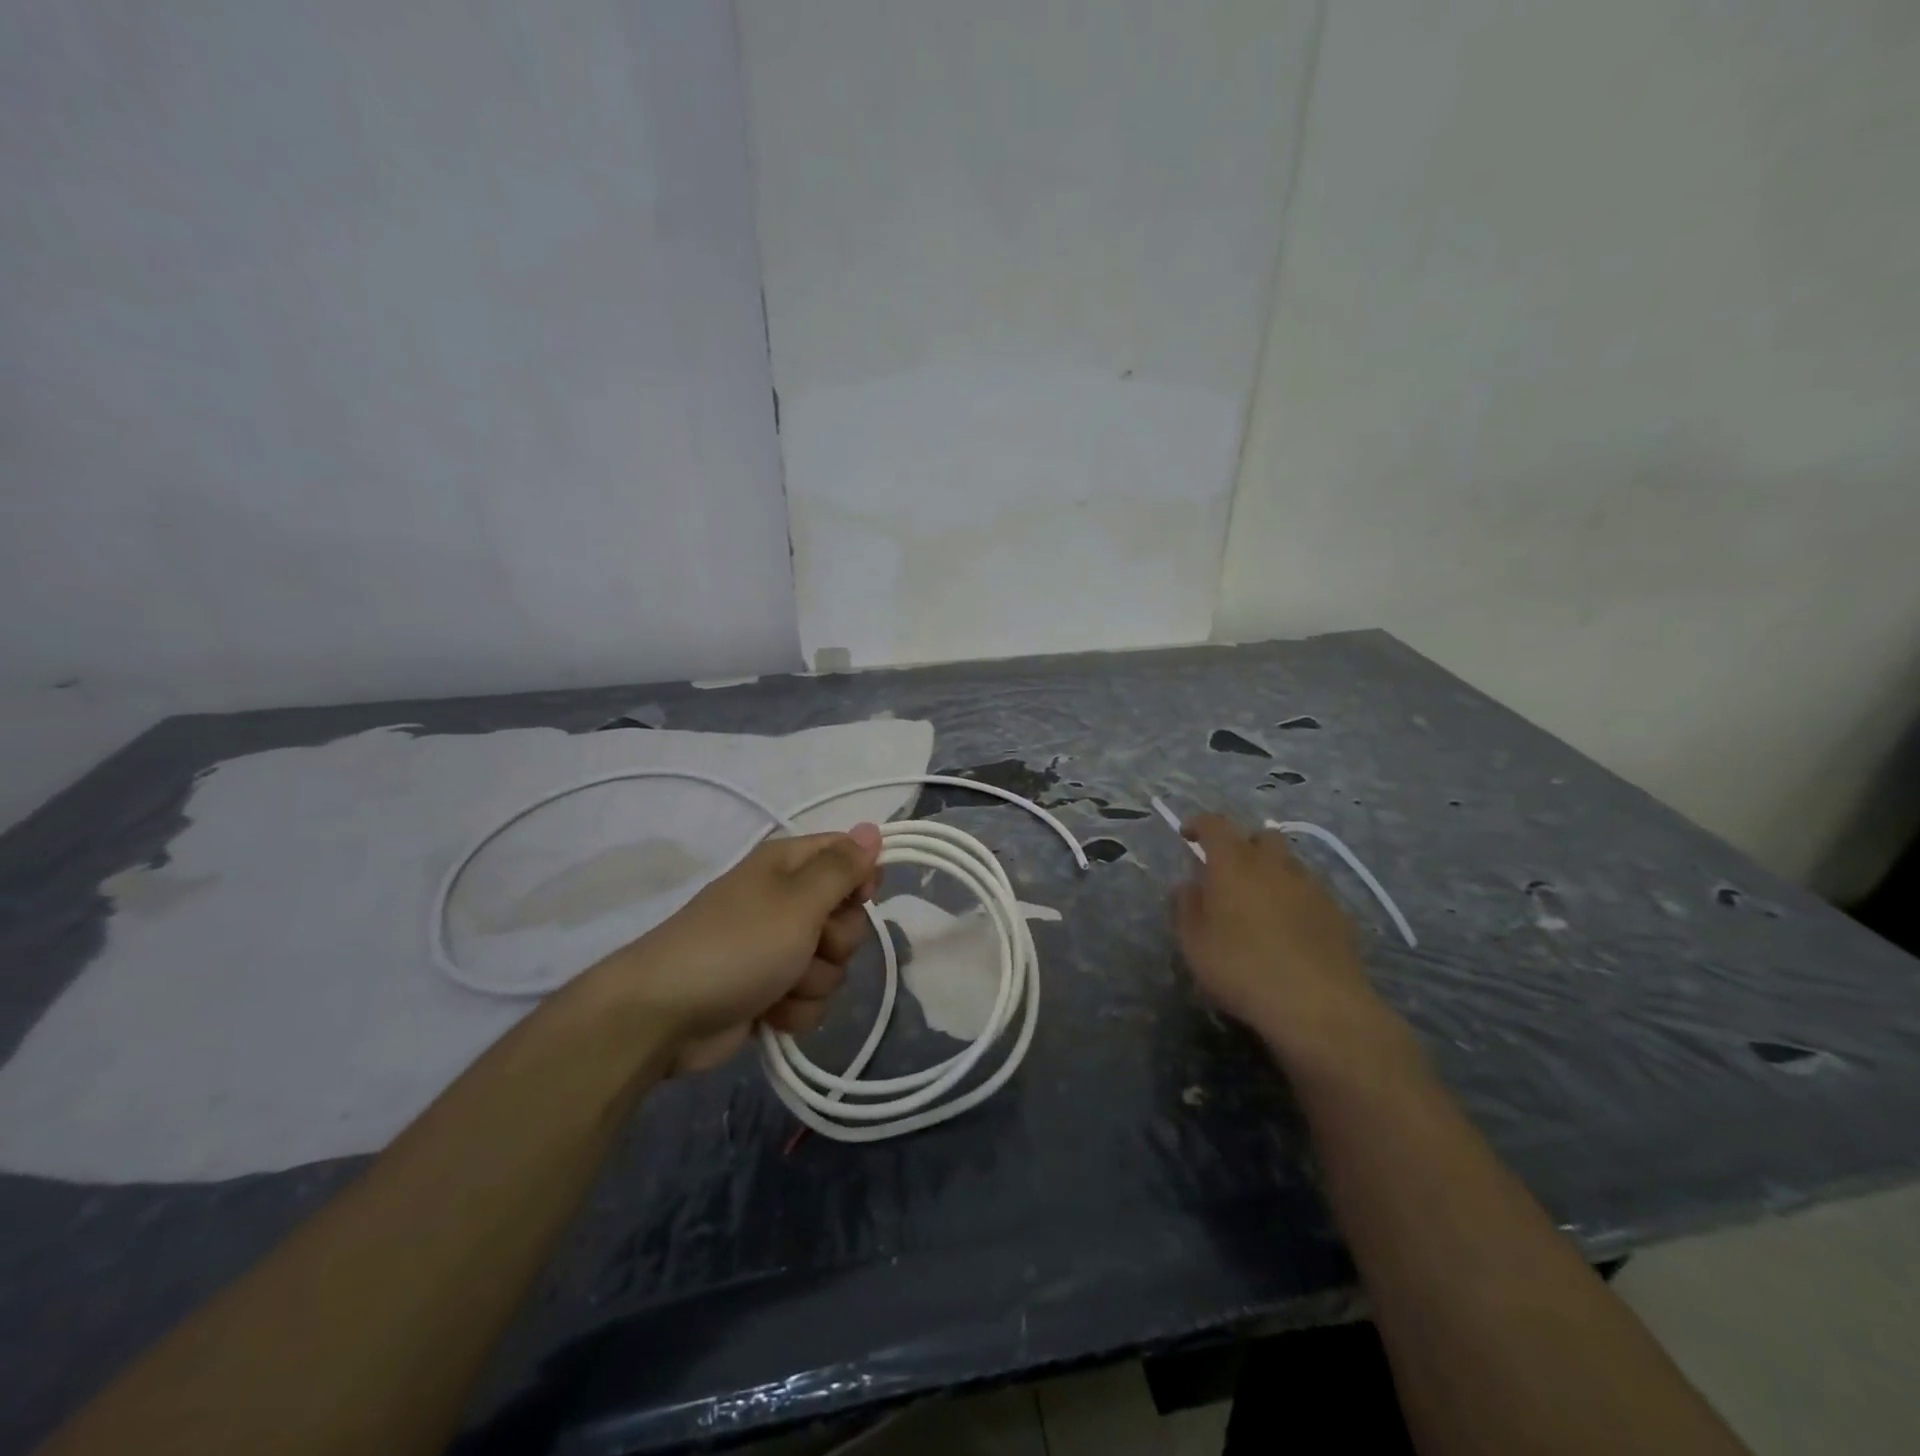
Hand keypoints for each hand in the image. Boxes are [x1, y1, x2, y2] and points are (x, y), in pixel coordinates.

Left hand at [588, 824, 881, 1072]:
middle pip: (847, 916)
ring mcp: (777, 948)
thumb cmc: (738, 945)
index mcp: (788, 866)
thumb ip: (842, 867)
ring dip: (814, 981)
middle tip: (810, 945)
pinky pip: (811, 998)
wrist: (665, 1014)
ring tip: (780, 984)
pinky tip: (770, 1012)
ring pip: (833, 964)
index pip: (848, 855)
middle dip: (837, 940)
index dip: (861, 878)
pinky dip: (795, 1008)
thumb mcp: (799, 900)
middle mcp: (786, 901)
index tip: (857, 899)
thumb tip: (872, 828)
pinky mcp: (770, 991)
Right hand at [1175, 813, 1408, 1071]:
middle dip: (1243, 845)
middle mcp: (1275, 864)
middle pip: (1261, 837)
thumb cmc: (1241, 968)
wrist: (1318, 1006)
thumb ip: (1186, 906)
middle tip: (1228, 872)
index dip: (1200, 824)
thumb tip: (1189, 885)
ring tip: (1258, 904)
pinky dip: (1293, 899)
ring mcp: (1311, 887)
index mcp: (1234, 863)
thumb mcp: (1193, 942)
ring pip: (1288, 864)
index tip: (1188, 834)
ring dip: (1271, 873)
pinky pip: (1309, 892)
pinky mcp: (1337, 913)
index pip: (1216, 825)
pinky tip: (1287, 930)